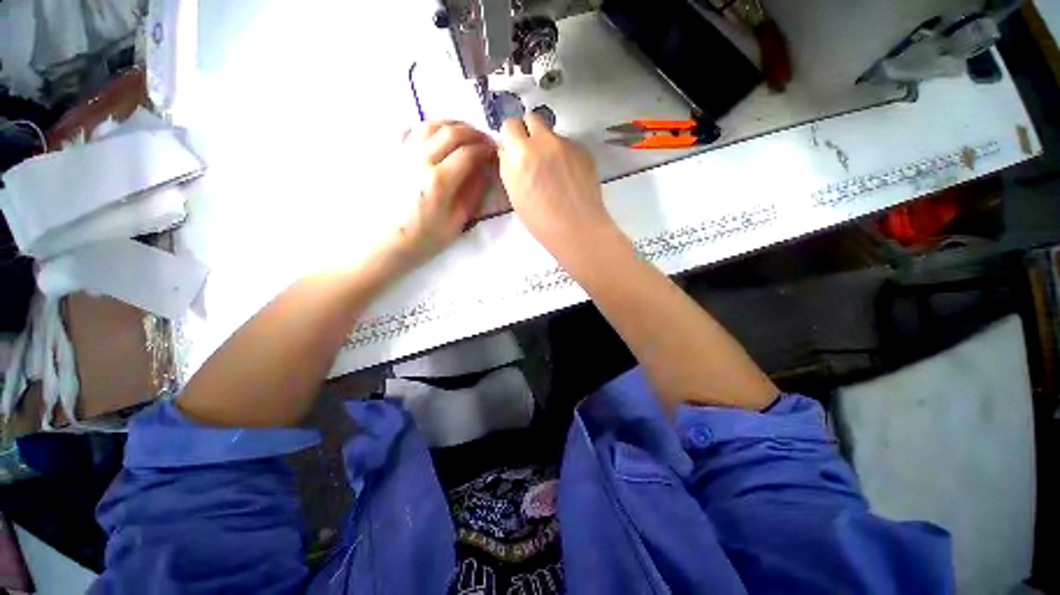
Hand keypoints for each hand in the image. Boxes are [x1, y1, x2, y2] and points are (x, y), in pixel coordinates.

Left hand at [381, 121, 494, 268]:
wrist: (384, 243)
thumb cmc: (423, 238)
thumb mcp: (456, 223)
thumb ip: (472, 194)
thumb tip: (484, 172)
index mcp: (439, 181)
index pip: (468, 153)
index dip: (485, 149)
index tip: (495, 152)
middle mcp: (420, 160)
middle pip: (451, 132)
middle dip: (473, 133)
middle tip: (485, 141)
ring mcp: (402, 154)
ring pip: (430, 125)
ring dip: (453, 125)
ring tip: (465, 135)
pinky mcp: (392, 156)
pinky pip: (411, 130)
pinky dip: (429, 128)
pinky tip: (437, 136)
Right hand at [497, 113, 616, 255]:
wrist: (577, 228)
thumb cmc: (540, 221)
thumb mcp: (514, 194)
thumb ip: (510, 166)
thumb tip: (509, 152)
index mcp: (520, 154)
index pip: (509, 125)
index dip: (511, 137)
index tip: (514, 150)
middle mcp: (543, 141)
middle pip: (531, 118)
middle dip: (529, 132)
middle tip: (532, 154)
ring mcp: (566, 144)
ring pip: (552, 133)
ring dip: (548, 145)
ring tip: (554, 171)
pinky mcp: (584, 150)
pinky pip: (569, 145)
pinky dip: (565, 155)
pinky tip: (569, 177)